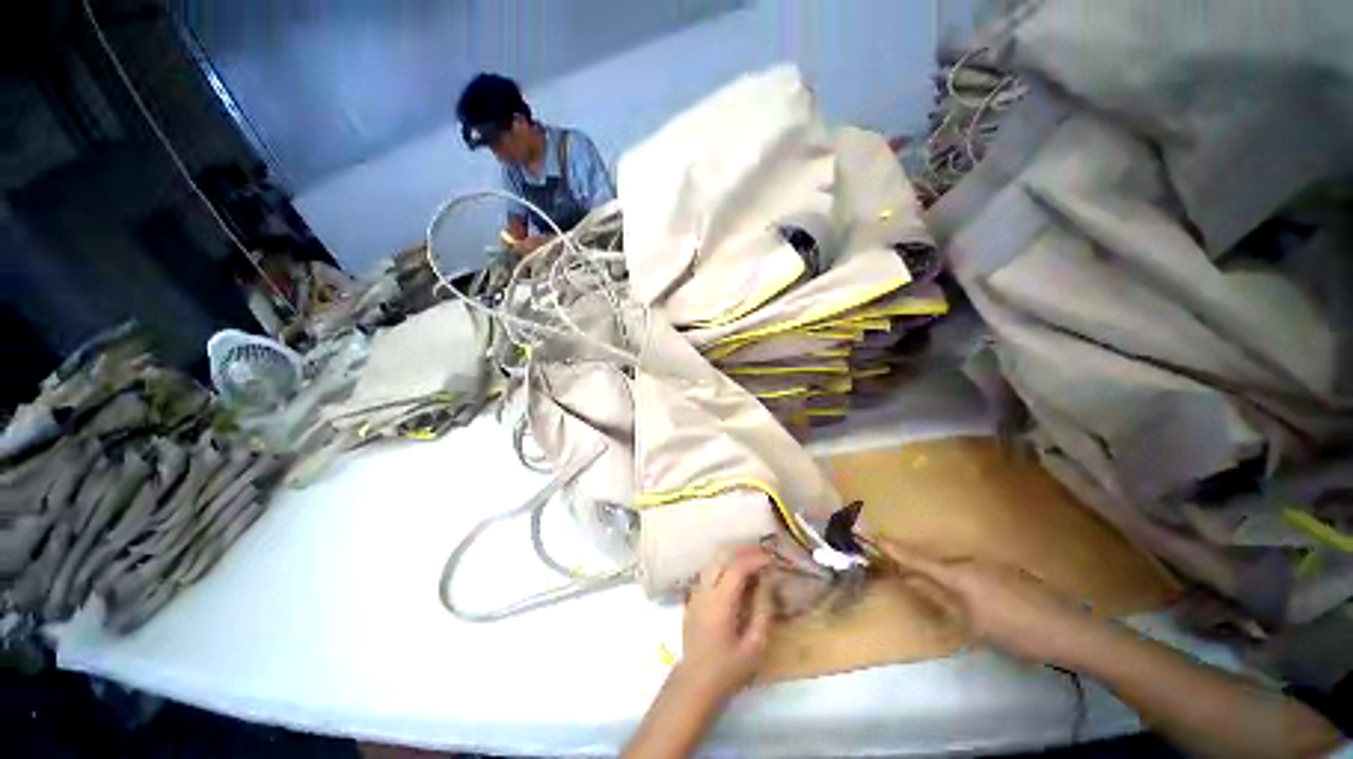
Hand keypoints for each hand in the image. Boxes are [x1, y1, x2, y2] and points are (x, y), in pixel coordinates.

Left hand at [679, 546, 774, 699]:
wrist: (695, 684)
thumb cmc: (727, 669)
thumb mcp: (754, 646)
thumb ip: (763, 612)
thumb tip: (768, 584)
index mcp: (720, 601)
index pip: (737, 567)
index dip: (755, 559)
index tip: (772, 559)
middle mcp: (705, 590)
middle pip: (721, 557)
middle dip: (743, 552)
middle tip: (763, 555)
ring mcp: (696, 593)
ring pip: (712, 562)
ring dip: (731, 557)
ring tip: (751, 562)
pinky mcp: (692, 599)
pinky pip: (707, 573)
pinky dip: (722, 566)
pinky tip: (734, 575)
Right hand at [867, 536, 1106, 665]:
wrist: (1073, 631)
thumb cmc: (1017, 633)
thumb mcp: (973, 623)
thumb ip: (938, 598)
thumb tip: (909, 580)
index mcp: (959, 573)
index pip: (918, 559)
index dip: (895, 550)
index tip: (875, 537)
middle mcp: (971, 560)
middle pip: (937, 562)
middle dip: (921, 567)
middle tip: (907, 576)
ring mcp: (992, 563)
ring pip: (958, 567)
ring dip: (945, 576)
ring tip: (949, 596)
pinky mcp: (1009, 569)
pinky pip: (976, 571)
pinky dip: (967, 579)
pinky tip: (982, 600)